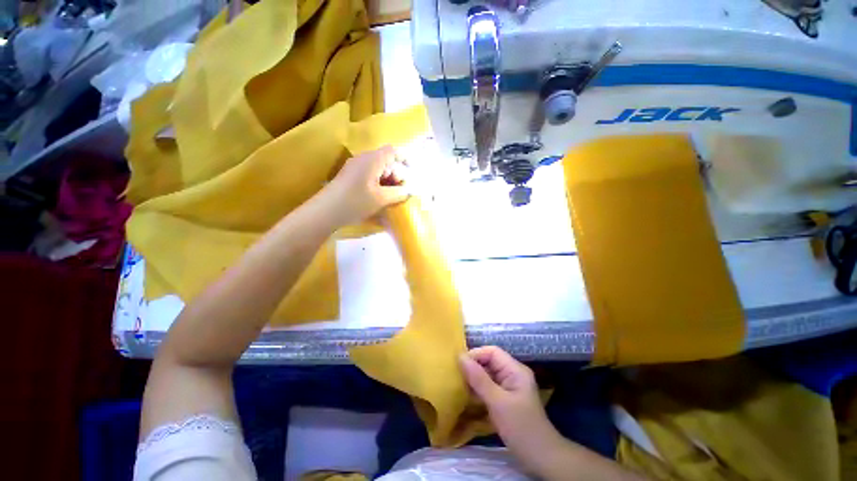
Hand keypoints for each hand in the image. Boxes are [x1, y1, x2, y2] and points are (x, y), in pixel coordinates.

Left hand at [320, 145, 410, 226]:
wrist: (325, 211)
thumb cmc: (355, 202)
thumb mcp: (381, 199)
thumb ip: (398, 193)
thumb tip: (408, 190)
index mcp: (372, 160)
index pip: (393, 151)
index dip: (404, 159)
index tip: (411, 172)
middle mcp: (363, 159)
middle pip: (386, 161)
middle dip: (396, 175)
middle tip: (400, 191)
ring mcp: (355, 167)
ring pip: (378, 169)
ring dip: (387, 181)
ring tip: (390, 197)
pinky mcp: (350, 176)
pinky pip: (369, 175)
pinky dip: (378, 183)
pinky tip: (379, 197)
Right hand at [459, 347, 556, 450]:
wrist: (542, 459)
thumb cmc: (521, 428)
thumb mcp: (498, 402)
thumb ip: (478, 379)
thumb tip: (460, 357)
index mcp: (515, 370)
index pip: (492, 352)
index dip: (475, 354)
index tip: (458, 365)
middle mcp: (512, 374)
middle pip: (489, 362)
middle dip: (473, 366)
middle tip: (455, 375)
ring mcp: (510, 387)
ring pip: (488, 374)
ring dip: (474, 378)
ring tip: (458, 384)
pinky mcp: (506, 399)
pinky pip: (489, 387)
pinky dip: (478, 389)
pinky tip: (467, 395)